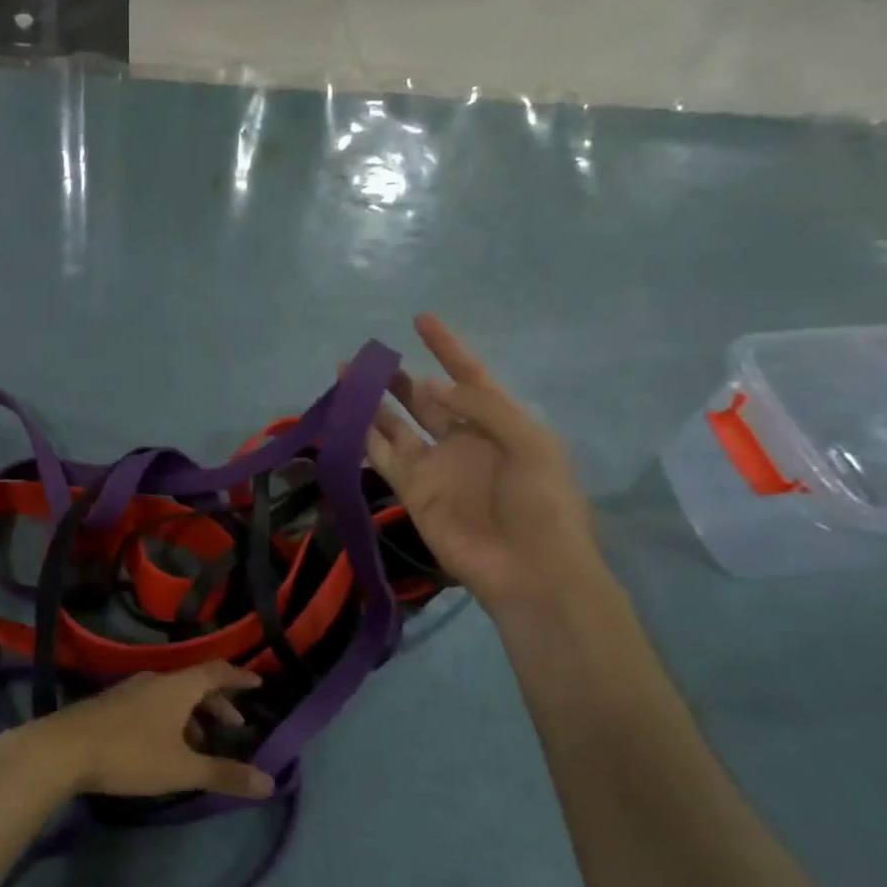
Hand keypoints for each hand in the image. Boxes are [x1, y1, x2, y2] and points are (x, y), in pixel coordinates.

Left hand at [1, 663, 274, 801]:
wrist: (63, 749)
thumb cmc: (130, 754)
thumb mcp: (181, 768)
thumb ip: (224, 774)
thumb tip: (269, 782)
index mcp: (178, 686)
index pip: (217, 672)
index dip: (239, 677)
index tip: (258, 682)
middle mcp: (155, 679)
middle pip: (194, 682)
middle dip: (217, 702)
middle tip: (235, 724)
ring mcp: (129, 689)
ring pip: (171, 694)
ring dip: (192, 713)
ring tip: (200, 742)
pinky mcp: (110, 704)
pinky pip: (152, 702)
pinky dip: (169, 716)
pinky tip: (163, 743)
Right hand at [367, 314, 602, 610]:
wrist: (530, 568)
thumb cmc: (543, 503)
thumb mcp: (529, 443)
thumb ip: (481, 408)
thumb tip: (431, 386)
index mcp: (498, 421)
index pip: (468, 374)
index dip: (446, 347)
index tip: (420, 319)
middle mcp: (462, 438)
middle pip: (425, 398)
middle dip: (398, 377)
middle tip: (367, 357)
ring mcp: (434, 465)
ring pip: (395, 424)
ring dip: (372, 402)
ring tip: (345, 378)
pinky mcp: (411, 490)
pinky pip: (381, 456)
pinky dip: (362, 437)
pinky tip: (343, 417)